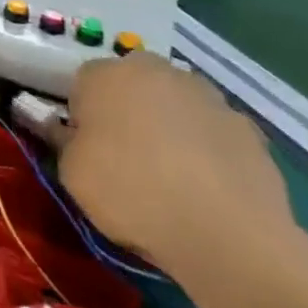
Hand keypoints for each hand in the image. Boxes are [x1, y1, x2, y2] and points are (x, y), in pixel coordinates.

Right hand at [56, 53, 295, 277]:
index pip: (83, 83)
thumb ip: (61, 139)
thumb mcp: (71, 172)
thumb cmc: (131, 193)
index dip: (83, 115)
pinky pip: (214, 131)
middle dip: (128, 109)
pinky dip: (208, 148)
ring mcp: (207, 96)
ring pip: (176, 103)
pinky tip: (208, 186)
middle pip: (133, 84)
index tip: (87, 146)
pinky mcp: (248, 128)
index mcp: (105, 74)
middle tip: (127, 154)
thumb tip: (58, 126)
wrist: (228, 237)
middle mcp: (155, 71)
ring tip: (172, 174)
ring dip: (170, 124)